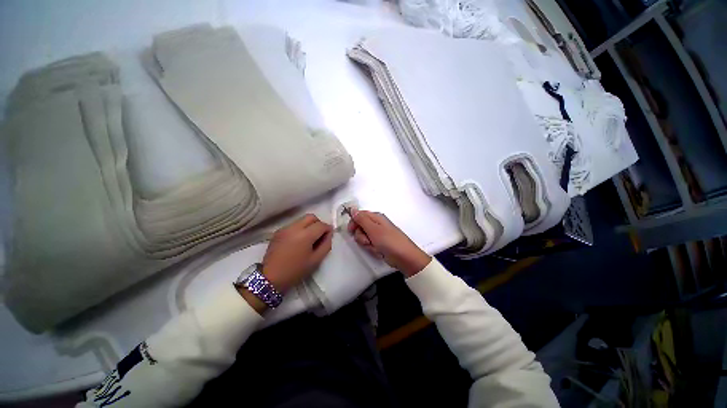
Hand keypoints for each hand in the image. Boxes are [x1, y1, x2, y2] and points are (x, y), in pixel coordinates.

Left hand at [261, 214, 332, 292]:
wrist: (270, 278)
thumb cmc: (295, 271)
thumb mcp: (316, 260)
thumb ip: (326, 245)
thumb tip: (328, 234)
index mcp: (305, 235)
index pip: (321, 225)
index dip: (328, 229)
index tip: (328, 237)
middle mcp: (295, 227)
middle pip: (311, 217)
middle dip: (318, 223)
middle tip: (319, 235)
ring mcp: (285, 228)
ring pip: (302, 220)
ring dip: (309, 225)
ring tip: (308, 239)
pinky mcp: (278, 231)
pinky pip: (293, 225)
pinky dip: (300, 229)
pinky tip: (298, 241)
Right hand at [347, 209, 430, 276]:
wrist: (404, 257)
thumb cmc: (389, 241)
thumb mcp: (373, 229)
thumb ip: (361, 219)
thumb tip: (353, 209)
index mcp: (376, 217)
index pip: (359, 215)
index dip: (353, 222)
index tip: (351, 230)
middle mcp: (376, 224)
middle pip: (360, 227)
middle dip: (361, 236)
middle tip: (368, 241)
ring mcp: (378, 235)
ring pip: (364, 237)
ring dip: (367, 244)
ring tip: (375, 247)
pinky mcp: (380, 244)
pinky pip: (370, 245)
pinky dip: (372, 249)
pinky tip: (378, 251)